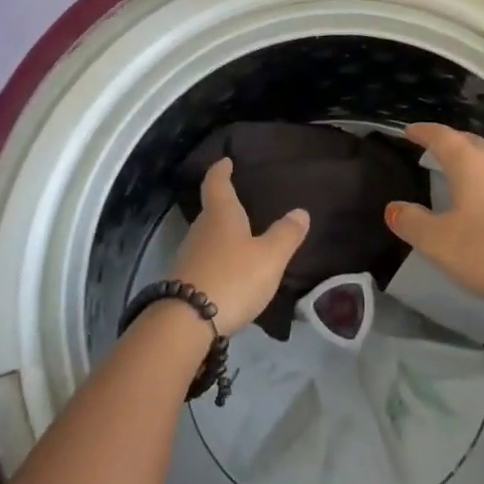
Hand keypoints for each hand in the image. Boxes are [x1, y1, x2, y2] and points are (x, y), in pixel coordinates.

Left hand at [170, 158, 310, 335]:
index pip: (217, 183)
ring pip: (207, 237)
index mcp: (221, 214)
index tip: (225, 161)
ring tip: (240, 239)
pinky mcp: (183, 282)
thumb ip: (286, 235)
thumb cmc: (232, 278)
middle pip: (211, 211)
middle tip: (241, 202)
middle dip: (224, 205)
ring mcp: (188, 256)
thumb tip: (300, 212)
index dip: (221, 170)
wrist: (185, 322)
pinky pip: (204, 262)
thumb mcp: (269, 257)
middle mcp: (200, 229)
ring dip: (221, 236)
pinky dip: (217, 260)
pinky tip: (230, 272)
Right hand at [384, 124, 483, 309]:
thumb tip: (392, 208)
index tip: (409, 131)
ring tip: (454, 173)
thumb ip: (413, 223)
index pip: (442, 136)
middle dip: (449, 142)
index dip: (424, 132)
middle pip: (469, 143)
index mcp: (471, 164)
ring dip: (469, 161)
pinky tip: (482, 203)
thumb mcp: (440, 242)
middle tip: (431, 148)